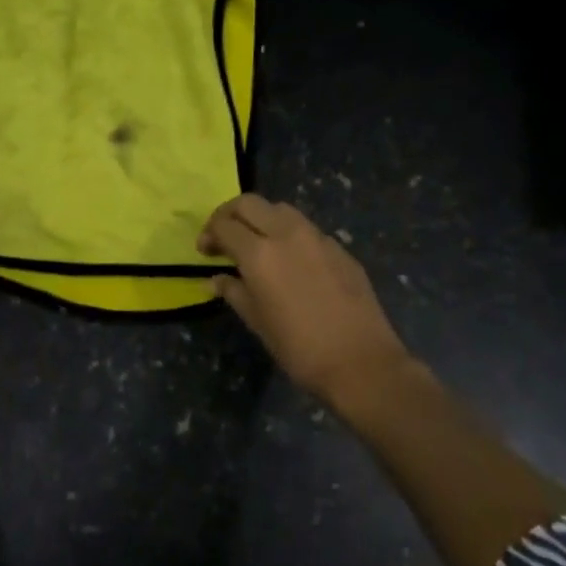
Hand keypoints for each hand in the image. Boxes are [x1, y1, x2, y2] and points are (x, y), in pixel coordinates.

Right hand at [199, 194, 416, 415]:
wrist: (361, 362)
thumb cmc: (299, 348)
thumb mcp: (257, 322)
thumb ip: (233, 292)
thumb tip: (215, 279)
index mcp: (259, 254)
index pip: (224, 225)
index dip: (208, 233)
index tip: (205, 251)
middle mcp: (287, 234)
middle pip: (250, 203)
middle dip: (230, 214)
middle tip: (224, 237)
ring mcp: (317, 238)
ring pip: (280, 209)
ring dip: (261, 218)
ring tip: (256, 243)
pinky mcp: (339, 248)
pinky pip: (306, 228)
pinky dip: (288, 233)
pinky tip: (290, 260)